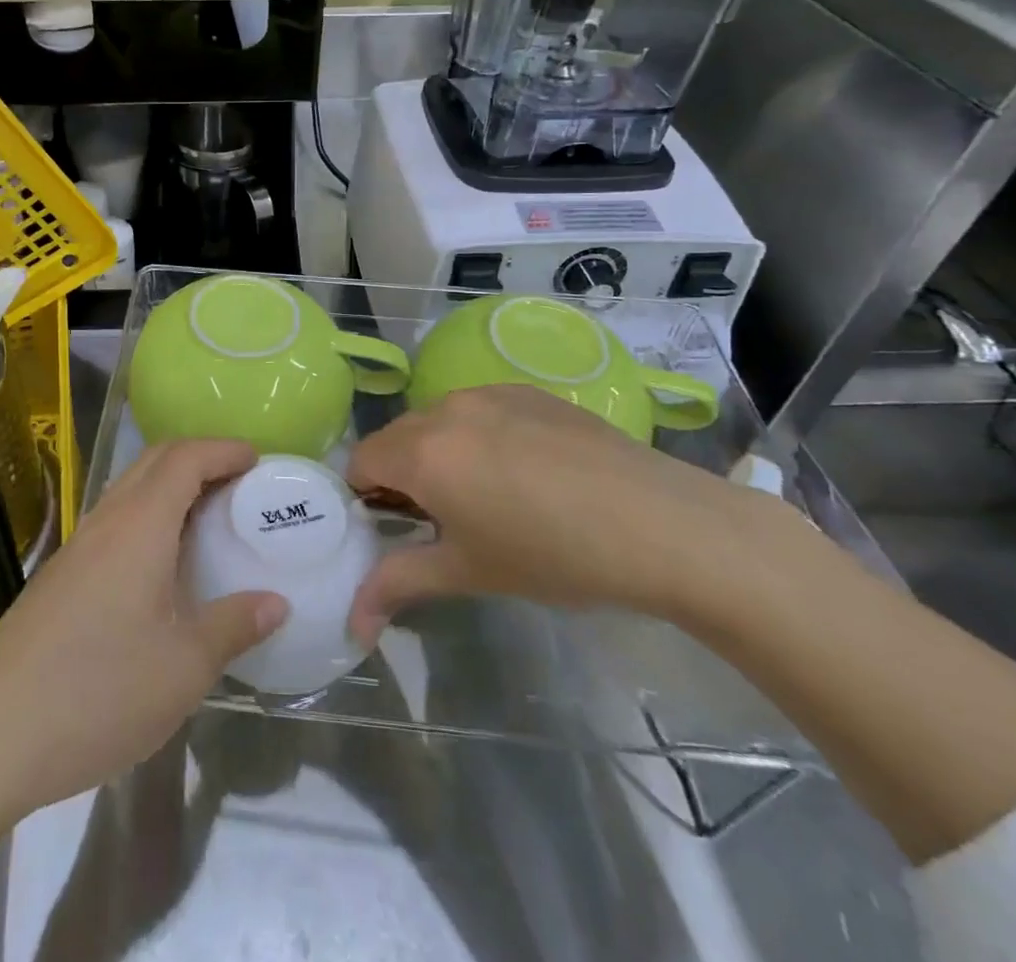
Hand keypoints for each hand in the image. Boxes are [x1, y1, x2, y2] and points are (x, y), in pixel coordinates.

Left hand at [0, 440, 287, 823]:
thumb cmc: (99, 693)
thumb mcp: (183, 668)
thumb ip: (233, 626)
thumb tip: (276, 602)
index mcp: (139, 526)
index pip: (185, 458)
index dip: (223, 449)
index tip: (259, 460)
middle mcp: (105, 521)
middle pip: (154, 461)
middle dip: (200, 458)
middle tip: (240, 484)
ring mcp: (77, 547)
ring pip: (130, 489)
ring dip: (172, 486)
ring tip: (209, 520)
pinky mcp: (60, 575)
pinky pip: (114, 520)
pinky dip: (149, 516)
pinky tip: (162, 565)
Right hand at [346, 385, 778, 644]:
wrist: (662, 524)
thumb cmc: (554, 555)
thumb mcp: (469, 573)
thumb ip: (398, 586)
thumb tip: (353, 626)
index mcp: (421, 451)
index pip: (359, 462)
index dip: (367, 498)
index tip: (399, 530)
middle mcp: (445, 408)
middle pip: (396, 438)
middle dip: (402, 476)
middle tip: (442, 520)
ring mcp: (489, 393)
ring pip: (438, 421)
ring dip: (441, 453)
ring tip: (488, 496)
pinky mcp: (527, 390)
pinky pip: (480, 410)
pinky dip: (480, 436)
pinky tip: (527, 474)